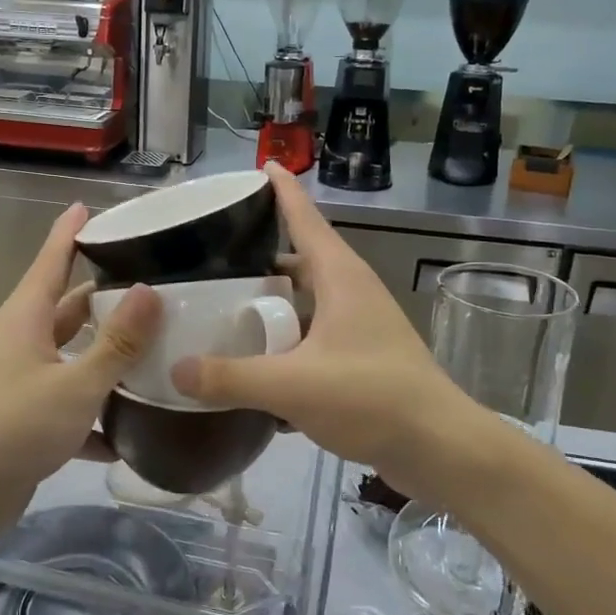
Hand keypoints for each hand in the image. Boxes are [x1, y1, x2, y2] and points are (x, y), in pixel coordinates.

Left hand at [0, 203, 161, 531]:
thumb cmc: (14, 427)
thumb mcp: (75, 384)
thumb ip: (116, 343)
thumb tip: (150, 289)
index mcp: (28, 317)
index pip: (52, 259)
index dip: (71, 231)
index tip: (91, 205)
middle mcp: (24, 341)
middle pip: (69, 307)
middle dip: (106, 295)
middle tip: (154, 283)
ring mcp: (24, 380)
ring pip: (73, 355)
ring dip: (107, 354)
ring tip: (157, 347)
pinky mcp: (28, 419)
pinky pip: (71, 403)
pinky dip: (97, 412)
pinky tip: (133, 429)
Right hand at [170, 165, 471, 492]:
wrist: (440, 448)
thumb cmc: (372, 397)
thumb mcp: (292, 386)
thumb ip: (230, 377)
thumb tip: (175, 369)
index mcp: (339, 276)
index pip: (304, 217)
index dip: (281, 190)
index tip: (260, 165)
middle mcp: (351, 291)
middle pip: (298, 261)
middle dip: (258, 260)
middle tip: (210, 262)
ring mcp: (360, 325)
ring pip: (305, 302)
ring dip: (270, 306)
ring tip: (224, 313)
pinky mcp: (362, 357)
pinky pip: (313, 337)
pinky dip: (285, 343)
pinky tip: (255, 366)